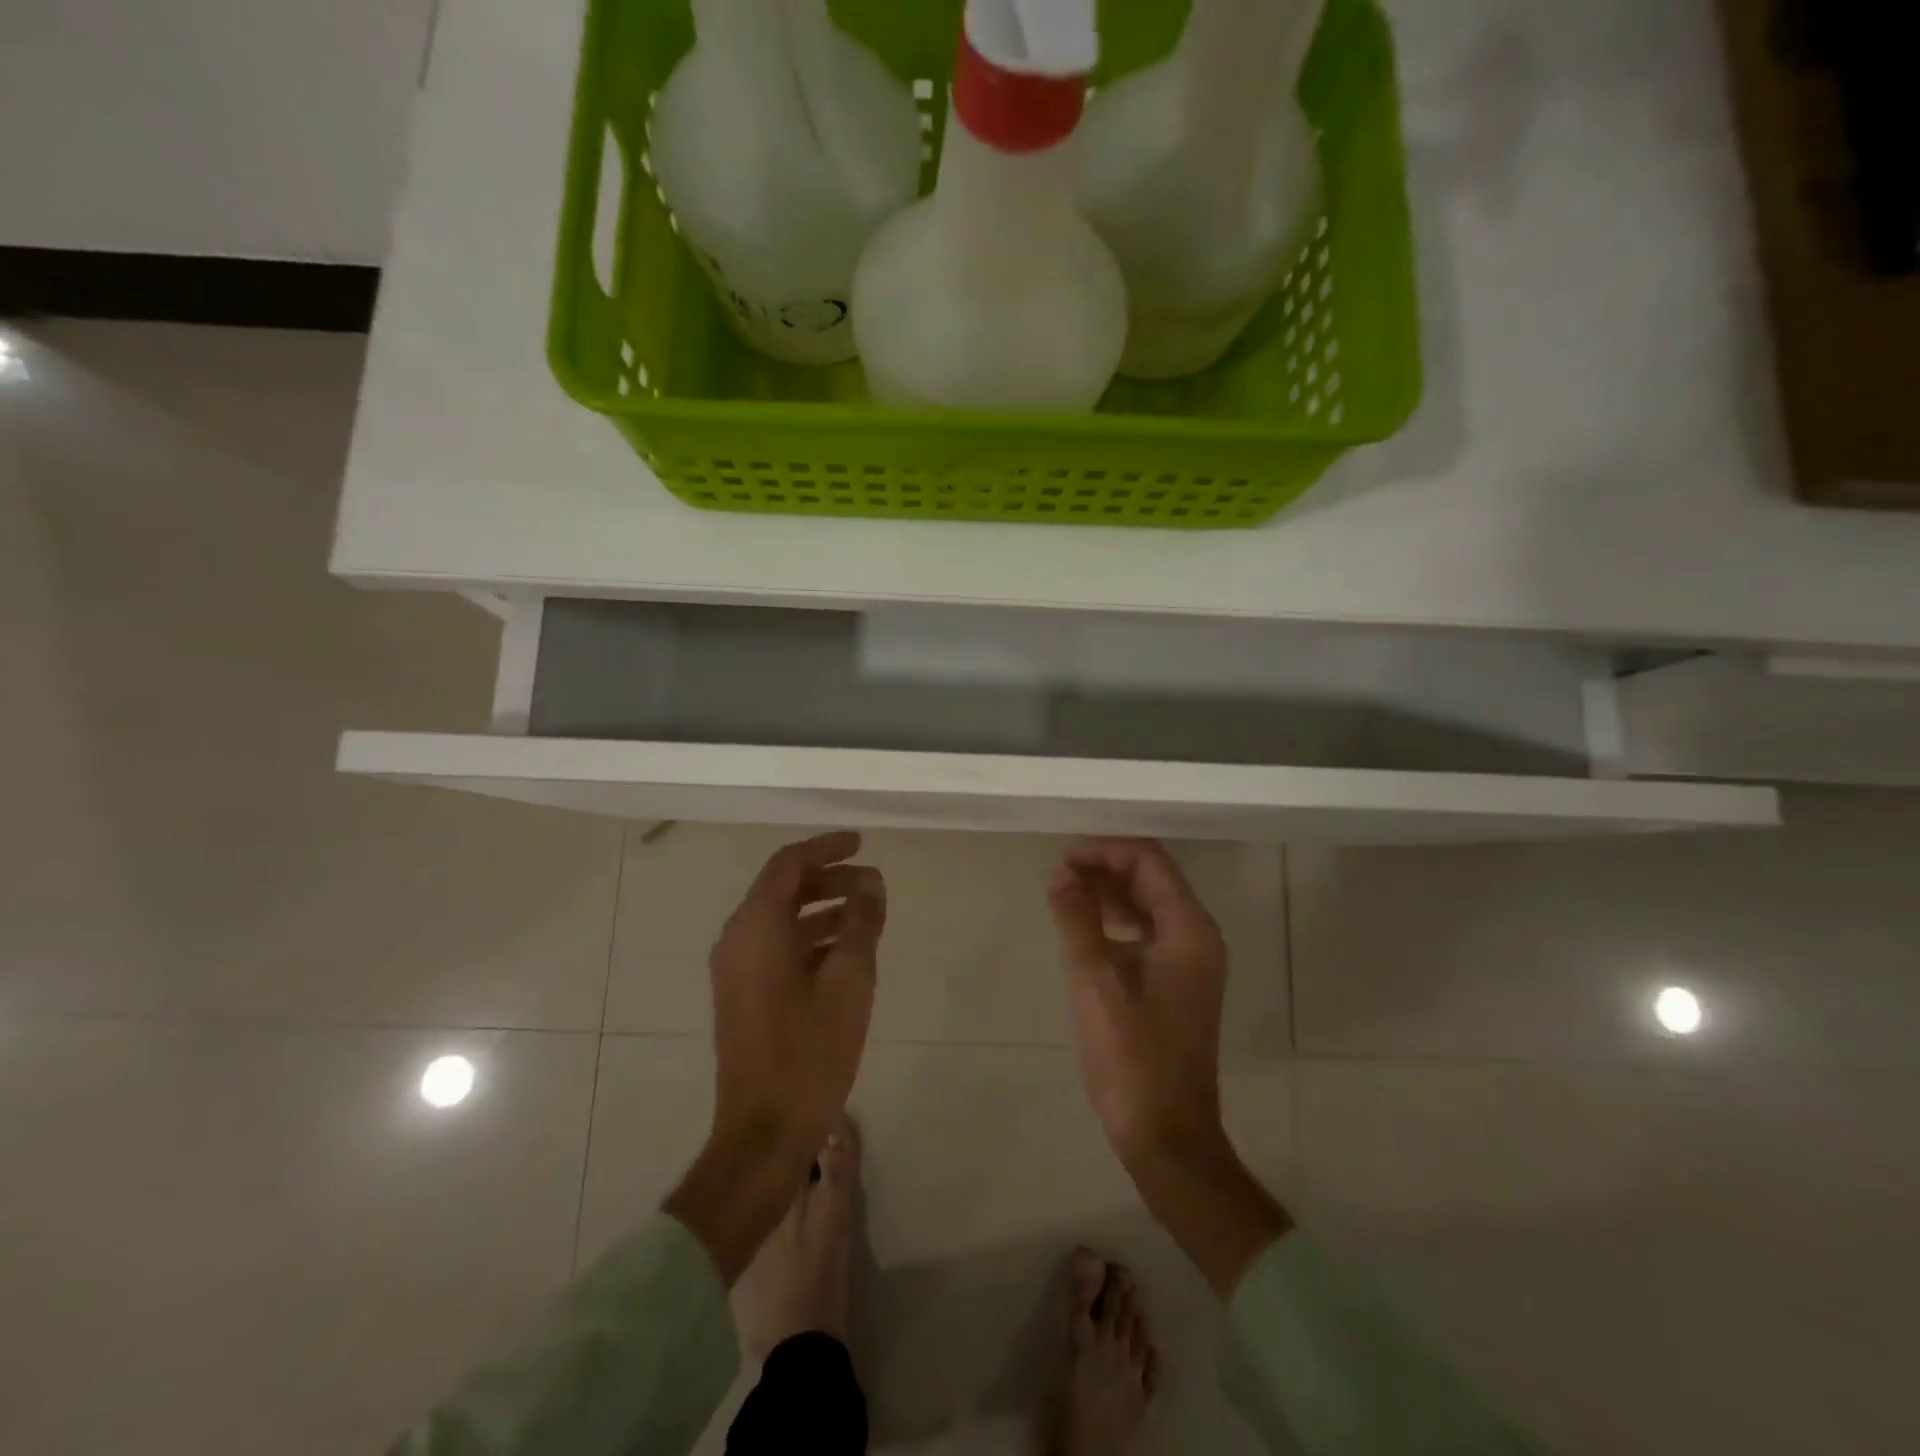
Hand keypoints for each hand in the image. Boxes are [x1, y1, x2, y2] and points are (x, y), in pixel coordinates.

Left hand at [666, 831, 884, 1281]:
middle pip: (783, 889)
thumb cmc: (810, 1051)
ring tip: (868, 914)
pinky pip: (777, 946)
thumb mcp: (850, 980)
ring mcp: (737, 970)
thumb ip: (861, 922)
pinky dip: (811, 938)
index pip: (788, 865)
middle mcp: (738, 940)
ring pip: (782, 919)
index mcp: (756, 928)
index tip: (862, 843)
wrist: (764, 1131)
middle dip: (829, 878)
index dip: (826, 847)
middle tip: (872, 883)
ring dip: (823, 908)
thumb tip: (871, 882)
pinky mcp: (744, 994)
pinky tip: (847, 951)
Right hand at [1046, 838, 1228, 1166]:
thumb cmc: (1131, 1055)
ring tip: (1065, 896)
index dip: (1105, 851)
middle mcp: (1198, 937)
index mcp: (1188, 929)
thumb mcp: (1095, 980)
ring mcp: (1192, 962)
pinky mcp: (1179, 984)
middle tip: (1058, 875)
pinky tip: (1087, 930)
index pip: (1149, 862)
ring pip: (1150, 905)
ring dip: (1110, 894)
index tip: (1062, 859)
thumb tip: (1059, 871)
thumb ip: (1077, 919)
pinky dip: (1118, 921)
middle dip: (1106, 869)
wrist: (1167, 1134)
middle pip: (1153, 879)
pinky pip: (1149, 933)